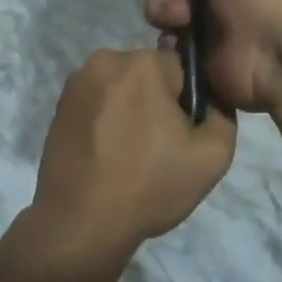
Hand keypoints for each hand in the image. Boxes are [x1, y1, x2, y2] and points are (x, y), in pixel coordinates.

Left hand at [27, 49, 237, 271]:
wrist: (80, 222)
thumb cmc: (149, 185)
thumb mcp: (212, 156)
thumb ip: (222, 113)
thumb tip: (210, 97)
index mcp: (144, 63)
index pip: (183, 68)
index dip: (188, 103)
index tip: (180, 136)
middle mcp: (106, 59)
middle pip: (149, 75)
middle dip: (158, 103)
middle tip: (157, 149)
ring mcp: (77, 81)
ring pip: (122, 88)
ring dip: (130, 110)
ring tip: (128, 155)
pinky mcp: (59, 104)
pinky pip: (97, 102)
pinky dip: (106, 120)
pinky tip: (106, 154)